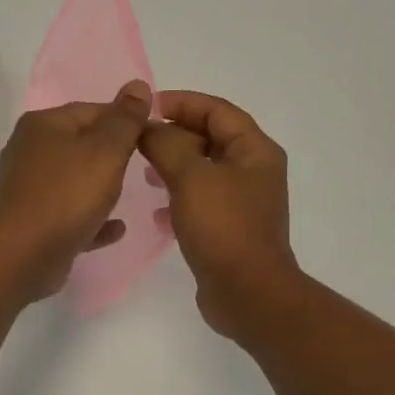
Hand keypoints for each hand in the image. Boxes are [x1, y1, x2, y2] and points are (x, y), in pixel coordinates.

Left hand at [0, 80, 153, 300]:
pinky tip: (116, 228)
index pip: (92, 110)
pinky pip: (70, 216)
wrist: (24, 254)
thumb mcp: (106, 150)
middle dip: (112, 156)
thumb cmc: (68, 194)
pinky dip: (92, 219)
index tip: (153, 136)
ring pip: (74, 182)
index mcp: (43, 125)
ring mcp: (28, 189)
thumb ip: (125, 120)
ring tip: (130, 195)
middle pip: (81, 146)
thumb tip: (138, 85)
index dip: (125, 120)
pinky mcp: (32, 223)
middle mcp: (30, 152)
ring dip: (101, 189)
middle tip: (145, 167)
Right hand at [140, 91, 297, 338]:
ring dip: (174, 166)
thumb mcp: (191, 177)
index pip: (217, 110)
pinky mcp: (230, 228)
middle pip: (211, 138)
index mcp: (255, 151)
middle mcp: (254, 171)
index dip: (182, 102)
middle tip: (139, 142)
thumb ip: (167, 144)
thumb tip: (149, 128)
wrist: (247, 292)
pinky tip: (157, 213)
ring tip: (144, 172)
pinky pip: (201, 201)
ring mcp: (243, 202)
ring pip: (203, 171)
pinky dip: (178, 199)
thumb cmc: (223, 227)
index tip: (147, 108)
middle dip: (175, 135)